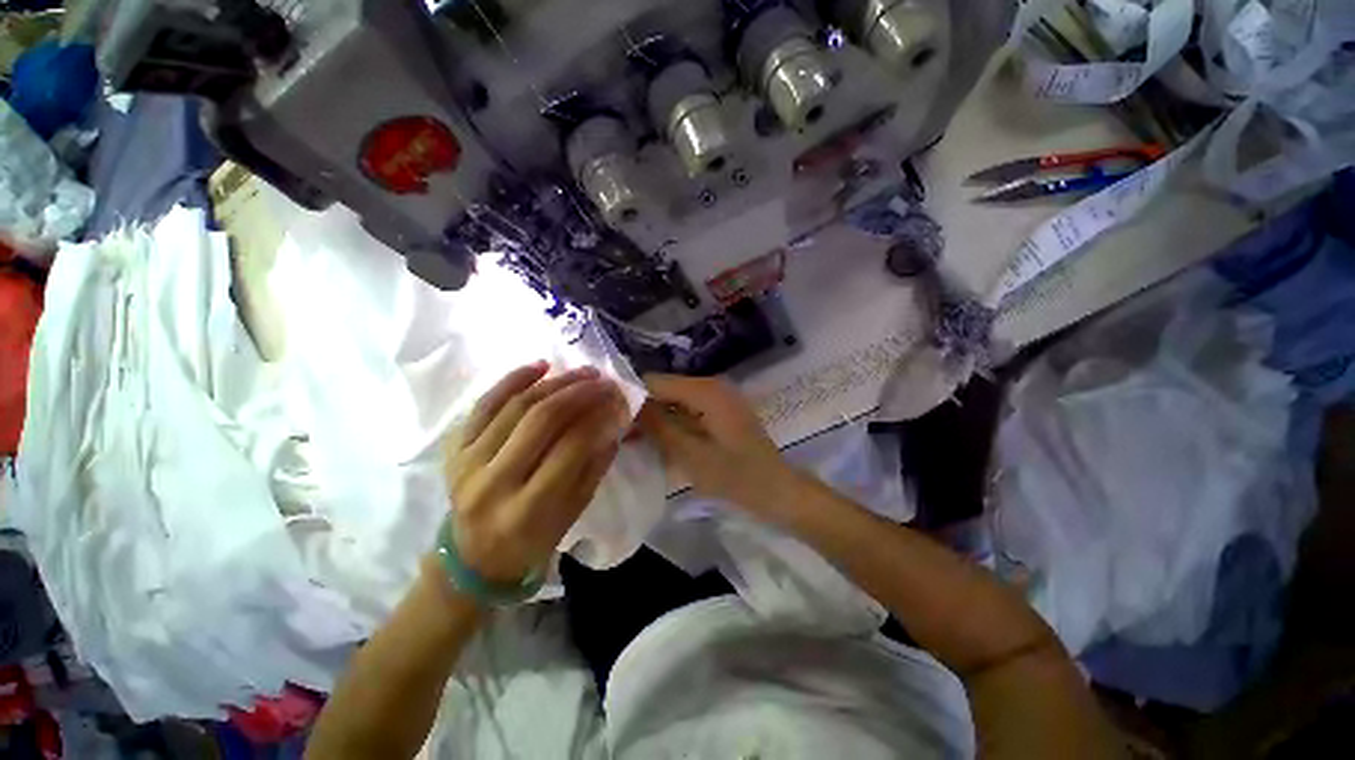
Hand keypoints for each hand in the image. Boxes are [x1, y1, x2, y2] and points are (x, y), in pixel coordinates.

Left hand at [443, 362, 628, 583]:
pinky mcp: (453, 449)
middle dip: (579, 393)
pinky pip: (484, 404)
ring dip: (554, 383)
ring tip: (582, 372)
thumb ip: (595, 465)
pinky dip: (512, 380)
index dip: (599, 418)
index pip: (571, 448)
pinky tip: (540, 366)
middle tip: (603, 380)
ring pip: (515, 406)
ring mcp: (467, 462)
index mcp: (528, 509)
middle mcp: (493, 482)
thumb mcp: (574, 512)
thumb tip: (614, 421)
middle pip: (541, 420)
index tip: (619, 400)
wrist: (474, 558)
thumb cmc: (533, 540)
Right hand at [637, 374, 797, 515]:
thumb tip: (626, 402)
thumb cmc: (736, 476)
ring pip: (674, 400)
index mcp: (705, 390)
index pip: (654, 381)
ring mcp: (718, 397)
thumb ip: (657, 426)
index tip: (612, 421)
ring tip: (636, 443)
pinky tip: (661, 443)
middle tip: (622, 437)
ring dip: (657, 419)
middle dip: (643, 410)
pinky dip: (673, 424)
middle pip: (664, 389)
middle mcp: (711, 385)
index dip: (631, 397)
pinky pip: (688, 409)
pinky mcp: (720, 410)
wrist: (777, 490)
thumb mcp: (690, 454)